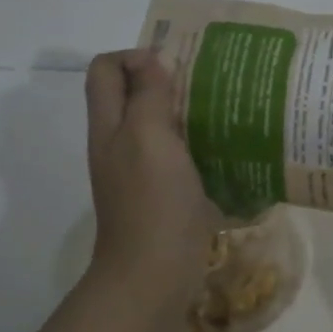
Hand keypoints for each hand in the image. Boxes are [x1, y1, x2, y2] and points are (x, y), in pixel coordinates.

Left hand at [84, 50, 216, 298]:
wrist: (154, 274)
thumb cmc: (152, 202)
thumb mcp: (148, 137)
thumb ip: (148, 95)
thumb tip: (154, 59)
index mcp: (109, 125)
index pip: (106, 69)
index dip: (135, 56)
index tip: (175, 67)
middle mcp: (119, 143)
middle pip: (131, 94)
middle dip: (165, 79)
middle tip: (206, 83)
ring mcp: (141, 170)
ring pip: (157, 123)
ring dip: (185, 110)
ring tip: (222, 108)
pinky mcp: (164, 192)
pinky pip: (177, 153)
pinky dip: (197, 142)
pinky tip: (226, 146)